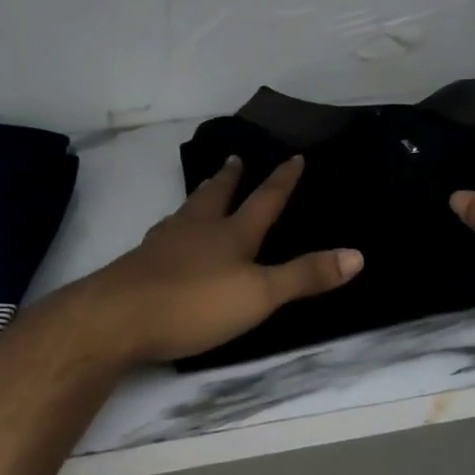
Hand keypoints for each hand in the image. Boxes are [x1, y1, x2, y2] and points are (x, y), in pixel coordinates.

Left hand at [72, 155, 362, 366]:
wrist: (116, 318)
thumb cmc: (195, 303)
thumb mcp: (260, 295)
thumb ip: (305, 276)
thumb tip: (358, 254)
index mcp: (231, 234)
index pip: (264, 201)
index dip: (282, 180)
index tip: (294, 156)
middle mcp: (197, 230)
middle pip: (216, 196)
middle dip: (230, 178)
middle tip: (234, 158)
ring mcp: (162, 245)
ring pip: (186, 212)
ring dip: (199, 198)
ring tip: (201, 191)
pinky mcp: (138, 266)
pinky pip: (162, 236)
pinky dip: (172, 228)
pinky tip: (165, 238)